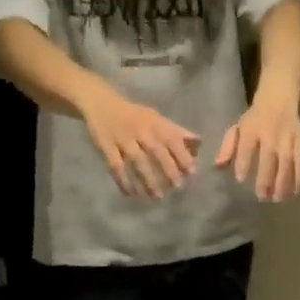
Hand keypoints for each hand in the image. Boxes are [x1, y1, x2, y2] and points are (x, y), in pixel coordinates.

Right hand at [79, 88, 199, 198]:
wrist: (100, 103)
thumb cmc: (134, 115)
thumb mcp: (156, 118)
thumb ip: (176, 132)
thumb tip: (199, 143)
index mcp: (155, 123)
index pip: (172, 139)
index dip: (183, 155)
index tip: (192, 172)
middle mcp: (140, 131)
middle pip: (156, 151)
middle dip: (168, 169)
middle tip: (177, 187)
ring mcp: (122, 139)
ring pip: (137, 161)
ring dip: (148, 179)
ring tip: (158, 196)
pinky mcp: (106, 146)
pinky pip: (116, 166)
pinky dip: (123, 181)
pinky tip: (131, 193)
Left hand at [216, 96, 299, 200]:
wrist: (279, 99)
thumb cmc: (255, 119)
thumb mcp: (238, 128)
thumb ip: (228, 147)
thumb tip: (218, 165)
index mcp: (251, 129)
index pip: (247, 148)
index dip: (243, 163)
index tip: (241, 179)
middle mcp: (270, 134)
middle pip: (269, 158)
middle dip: (266, 179)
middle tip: (263, 197)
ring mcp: (287, 138)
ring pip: (287, 162)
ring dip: (283, 183)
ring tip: (278, 199)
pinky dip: (297, 178)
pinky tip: (293, 192)